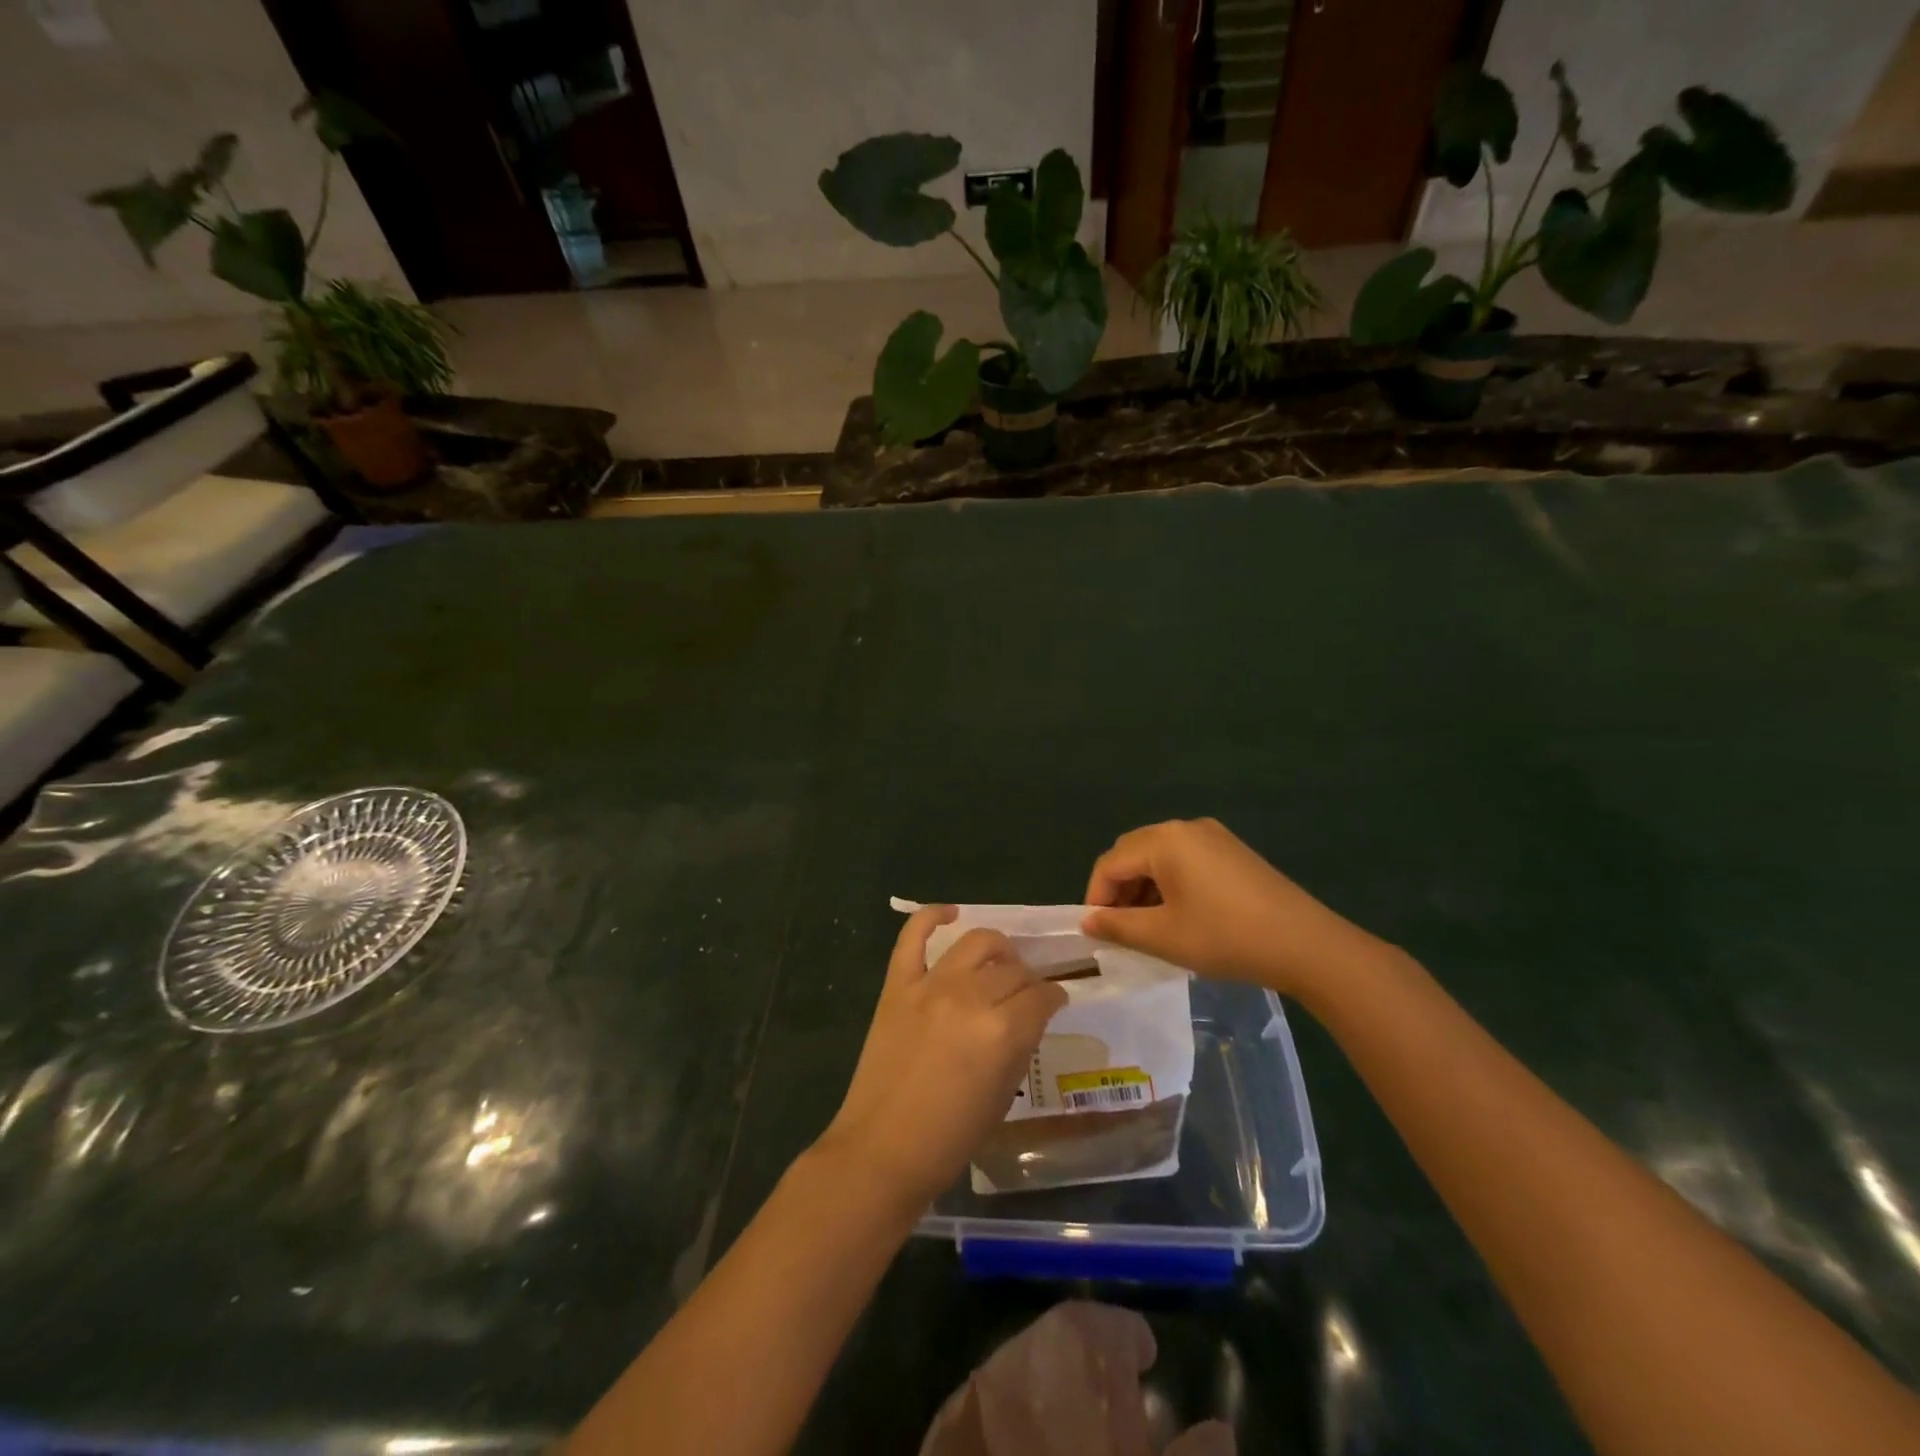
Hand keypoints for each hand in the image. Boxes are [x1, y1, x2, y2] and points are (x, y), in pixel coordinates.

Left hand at [817, 907, 1067, 1211]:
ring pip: (977, 942)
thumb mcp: (1003, 1095)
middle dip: (1029, 980)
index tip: (1055, 1002)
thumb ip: (1020, 1046)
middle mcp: (970, 997)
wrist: (882, 1150)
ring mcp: (930, 985)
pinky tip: (949, 914)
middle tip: (1026, 994)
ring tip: (999, 962)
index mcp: (1002, 1031)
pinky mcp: (898, 984)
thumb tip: (1029, 1017)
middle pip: (1014, 970)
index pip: (1042, 996)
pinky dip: (931, 917)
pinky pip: (913, 936)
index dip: (1054, 997)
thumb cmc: (950, 1138)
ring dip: (997, 949)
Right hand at [1081, 818, 1385, 1000]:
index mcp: (1164, 840)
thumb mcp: (1163, 936)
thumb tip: (1087, 921)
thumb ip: (1117, 926)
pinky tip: (1179, 915)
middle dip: (1119, 890)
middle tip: (1120, 930)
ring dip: (1144, 888)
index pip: (1110, 863)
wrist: (1306, 945)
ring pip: (1159, 856)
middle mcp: (1185, 827)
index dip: (1096, 897)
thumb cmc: (1226, 938)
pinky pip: (1184, 859)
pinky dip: (1169, 883)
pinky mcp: (1232, 851)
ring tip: (1148, 927)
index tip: (1096, 933)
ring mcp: (1213, 836)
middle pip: (1132, 853)